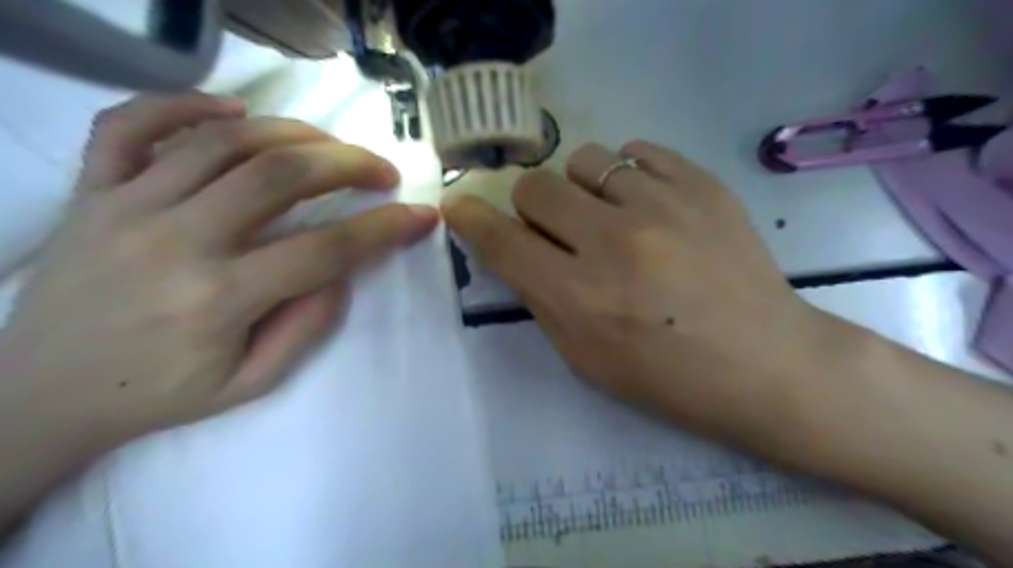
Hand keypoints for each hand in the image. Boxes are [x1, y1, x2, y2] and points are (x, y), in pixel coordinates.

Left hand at [0, 92, 438, 446]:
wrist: (37, 394)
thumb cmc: (159, 394)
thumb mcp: (251, 382)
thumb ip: (306, 326)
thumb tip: (342, 271)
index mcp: (220, 299)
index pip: (327, 248)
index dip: (385, 228)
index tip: (422, 215)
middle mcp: (177, 240)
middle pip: (281, 175)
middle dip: (349, 164)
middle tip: (382, 171)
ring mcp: (127, 206)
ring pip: (224, 141)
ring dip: (293, 133)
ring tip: (330, 146)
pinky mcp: (92, 191)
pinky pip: (131, 125)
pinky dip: (185, 104)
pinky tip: (233, 112)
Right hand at [447, 141, 825, 442]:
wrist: (765, 363)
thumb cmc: (668, 376)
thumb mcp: (585, 358)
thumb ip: (541, 298)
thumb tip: (514, 248)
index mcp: (581, 296)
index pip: (503, 241)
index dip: (471, 219)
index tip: (459, 205)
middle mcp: (614, 241)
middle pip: (535, 186)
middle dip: (532, 207)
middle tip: (559, 230)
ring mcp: (663, 205)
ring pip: (585, 159)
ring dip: (582, 189)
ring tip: (610, 217)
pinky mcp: (703, 184)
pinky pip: (637, 151)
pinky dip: (627, 175)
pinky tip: (646, 204)